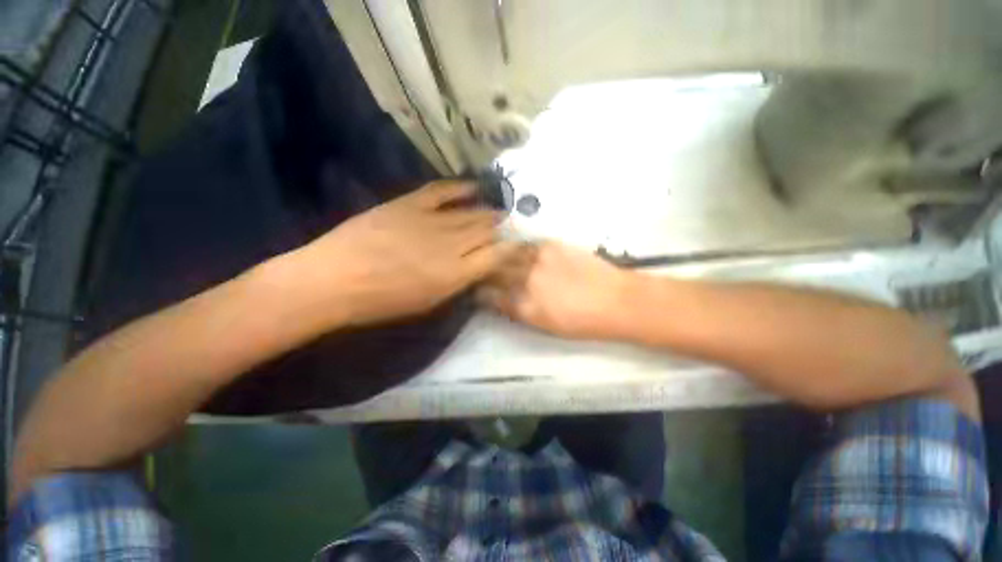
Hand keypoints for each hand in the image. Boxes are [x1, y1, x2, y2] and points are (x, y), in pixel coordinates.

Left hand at [285, 181, 509, 326]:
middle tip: (509, 224)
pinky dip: (461, 187)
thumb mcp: (429, 303)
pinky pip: (442, 191)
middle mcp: (450, 245)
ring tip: (499, 210)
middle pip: (486, 231)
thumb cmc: (383, 301)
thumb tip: (477, 268)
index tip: (519, 244)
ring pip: (470, 212)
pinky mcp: (409, 204)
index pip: (496, 256)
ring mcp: (430, 220)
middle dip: (502, 228)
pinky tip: (474, 186)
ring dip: (488, 211)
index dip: (512, 248)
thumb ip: (458, 283)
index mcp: (455, 274)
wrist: (335, 279)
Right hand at [478, 242, 633, 338]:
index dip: (481, 292)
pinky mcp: (551, 245)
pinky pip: (525, 245)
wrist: (616, 300)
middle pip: (495, 272)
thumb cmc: (582, 322)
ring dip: (499, 256)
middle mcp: (527, 281)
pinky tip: (518, 251)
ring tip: (496, 257)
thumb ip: (519, 311)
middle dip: (485, 271)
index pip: (490, 296)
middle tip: (484, 270)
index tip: (478, 290)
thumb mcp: (546, 326)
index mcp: (525, 307)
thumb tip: (500, 300)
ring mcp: (538, 260)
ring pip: (507, 254)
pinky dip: (518, 249)